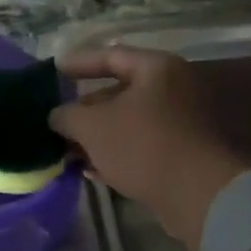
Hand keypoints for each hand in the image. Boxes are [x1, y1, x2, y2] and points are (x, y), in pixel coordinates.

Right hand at [50, 46, 244, 250]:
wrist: (197, 195)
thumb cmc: (143, 145)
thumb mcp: (92, 126)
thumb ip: (67, 115)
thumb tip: (56, 116)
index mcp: (156, 69)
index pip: (110, 55)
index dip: (78, 63)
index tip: (52, 72)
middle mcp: (173, 88)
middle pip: (119, 91)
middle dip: (85, 109)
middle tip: (56, 120)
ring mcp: (180, 122)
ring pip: (128, 122)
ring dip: (97, 135)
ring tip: (67, 150)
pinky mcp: (181, 153)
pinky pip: (140, 145)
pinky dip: (115, 153)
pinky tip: (91, 170)